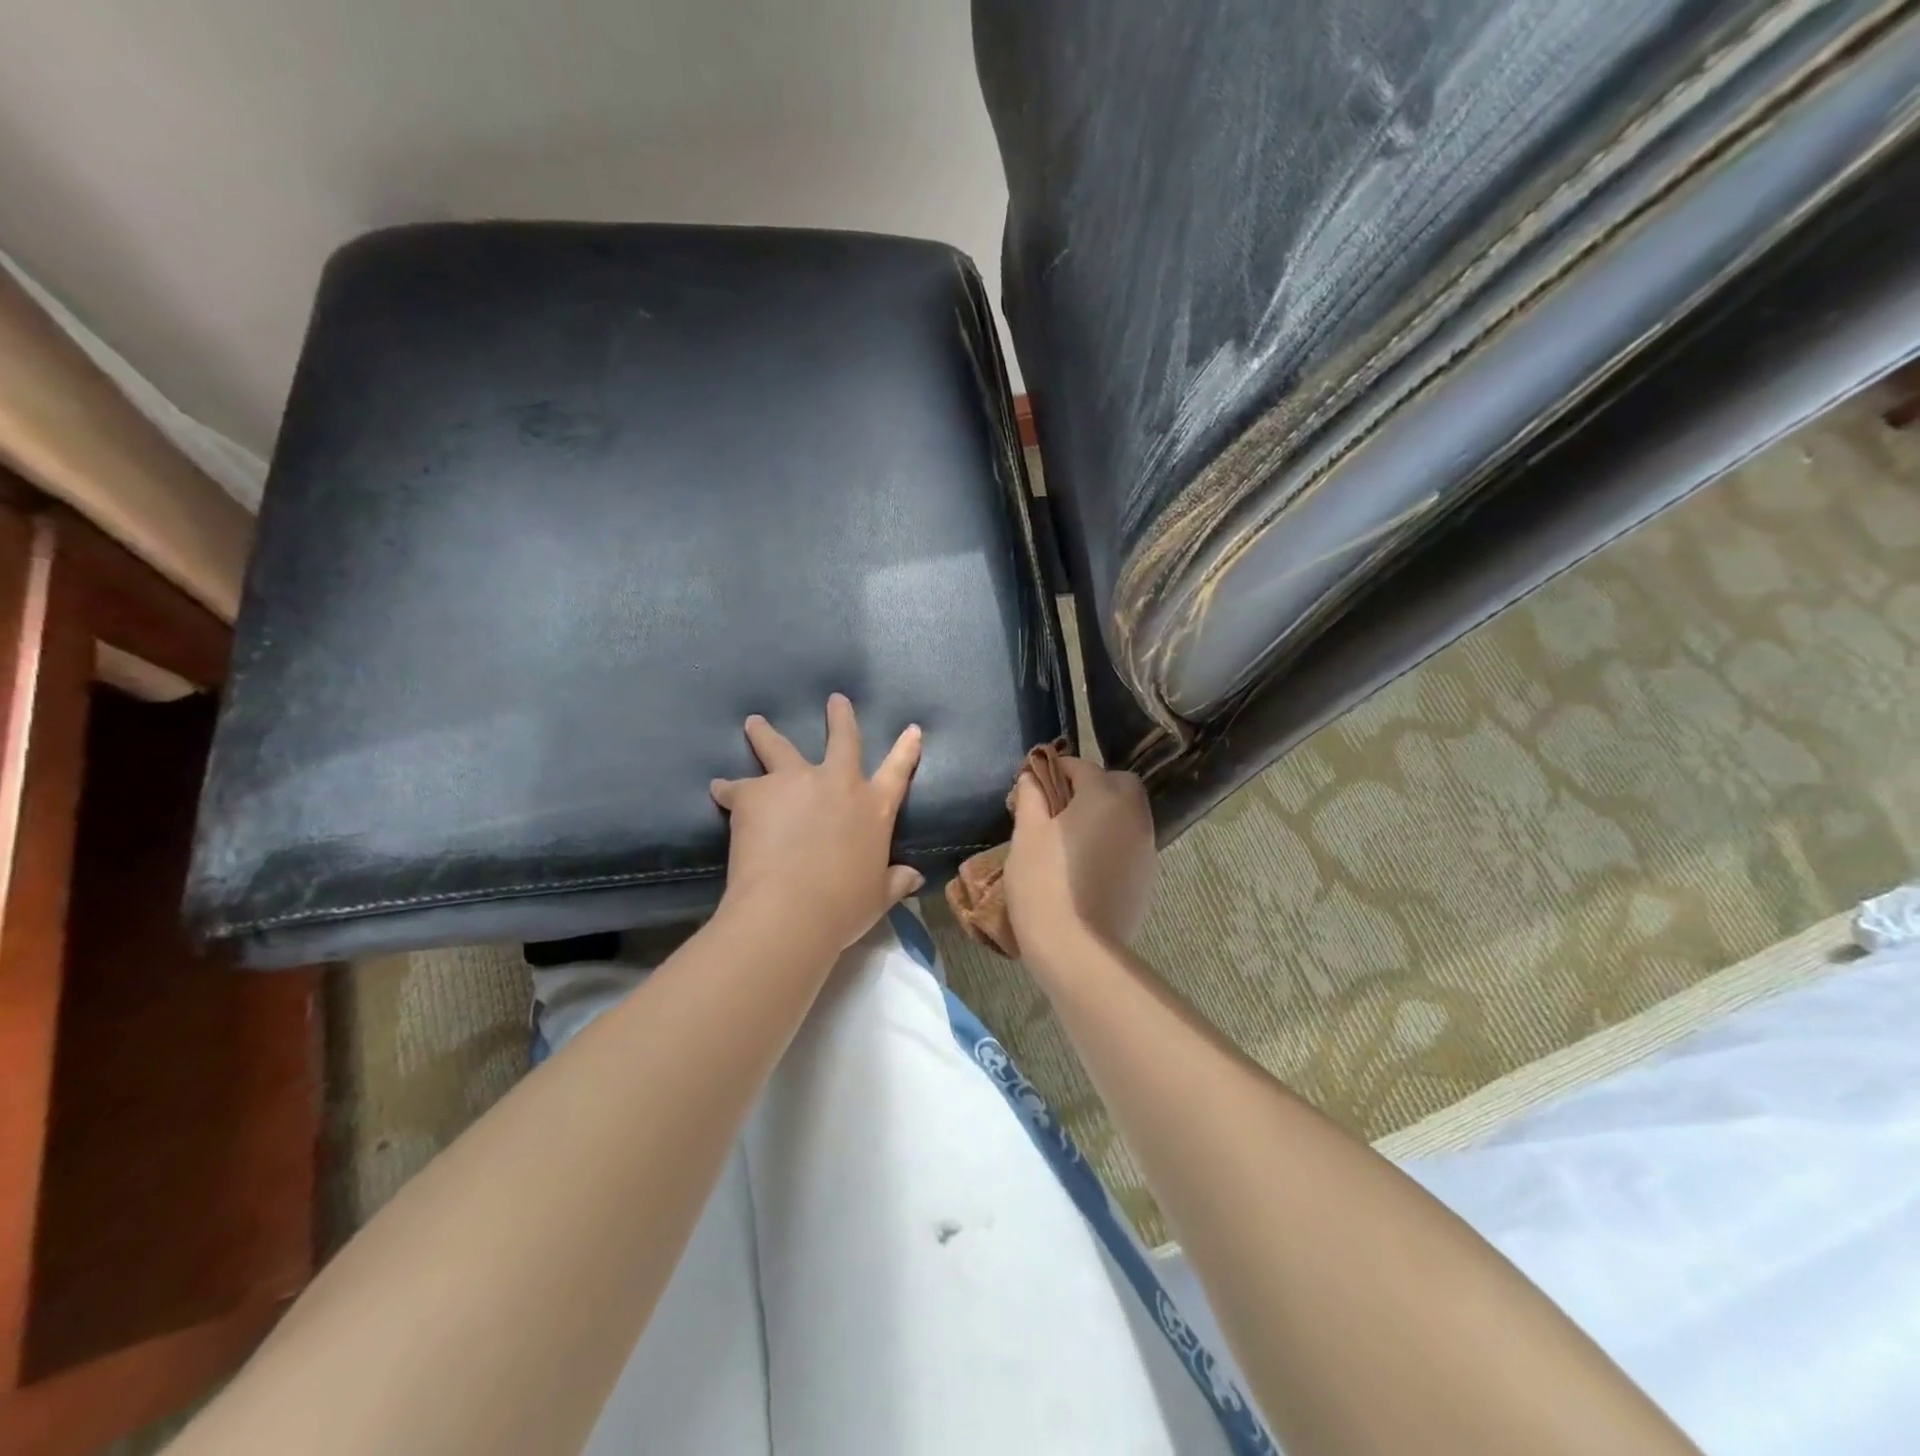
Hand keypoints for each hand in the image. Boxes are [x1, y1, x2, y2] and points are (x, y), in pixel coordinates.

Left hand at [710, 694, 923, 953]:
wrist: (789, 909)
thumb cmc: (843, 907)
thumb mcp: (877, 896)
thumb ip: (895, 881)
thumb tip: (914, 878)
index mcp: (874, 808)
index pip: (898, 771)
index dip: (906, 749)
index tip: (911, 728)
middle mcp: (837, 783)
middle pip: (842, 739)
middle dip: (840, 717)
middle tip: (835, 699)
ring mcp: (794, 782)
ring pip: (779, 747)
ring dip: (766, 733)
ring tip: (754, 723)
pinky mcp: (755, 793)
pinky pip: (736, 786)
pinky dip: (727, 789)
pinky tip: (717, 788)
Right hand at [1004, 756, 1156, 967]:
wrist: (1077, 950)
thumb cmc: (1044, 884)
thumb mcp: (1027, 834)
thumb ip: (1031, 797)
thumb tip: (1033, 778)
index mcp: (1105, 797)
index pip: (1081, 766)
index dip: (1055, 770)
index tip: (1034, 786)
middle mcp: (1134, 816)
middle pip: (1119, 784)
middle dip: (1092, 787)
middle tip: (1059, 809)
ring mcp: (1147, 849)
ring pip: (1129, 815)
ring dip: (1105, 815)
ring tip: (1071, 839)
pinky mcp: (1148, 878)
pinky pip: (1131, 845)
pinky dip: (1113, 843)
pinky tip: (1086, 866)